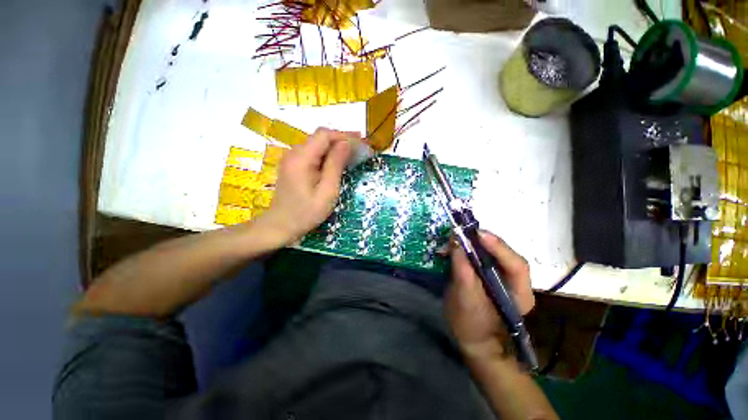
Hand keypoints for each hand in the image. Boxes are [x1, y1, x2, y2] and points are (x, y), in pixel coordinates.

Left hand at [258, 127, 354, 244]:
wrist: (280, 225)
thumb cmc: (306, 213)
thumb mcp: (327, 191)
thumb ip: (336, 165)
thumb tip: (346, 143)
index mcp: (301, 158)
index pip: (324, 135)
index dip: (344, 135)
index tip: (361, 142)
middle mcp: (294, 153)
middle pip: (320, 137)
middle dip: (341, 140)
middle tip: (360, 149)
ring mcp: (291, 158)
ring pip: (317, 145)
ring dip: (335, 147)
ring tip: (353, 155)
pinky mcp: (292, 165)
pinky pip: (312, 153)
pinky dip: (327, 155)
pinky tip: (337, 162)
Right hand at [445, 231, 534, 359]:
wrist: (474, 341)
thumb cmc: (471, 326)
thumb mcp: (464, 301)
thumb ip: (462, 272)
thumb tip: (456, 243)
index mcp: (519, 294)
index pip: (516, 265)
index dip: (499, 247)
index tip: (477, 234)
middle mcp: (516, 282)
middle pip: (504, 254)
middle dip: (483, 241)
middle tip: (461, 233)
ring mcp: (503, 277)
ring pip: (492, 253)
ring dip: (474, 243)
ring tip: (456, 239)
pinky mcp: (490, 275)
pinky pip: (482, 257)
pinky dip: (469, 249)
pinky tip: (457, 248)